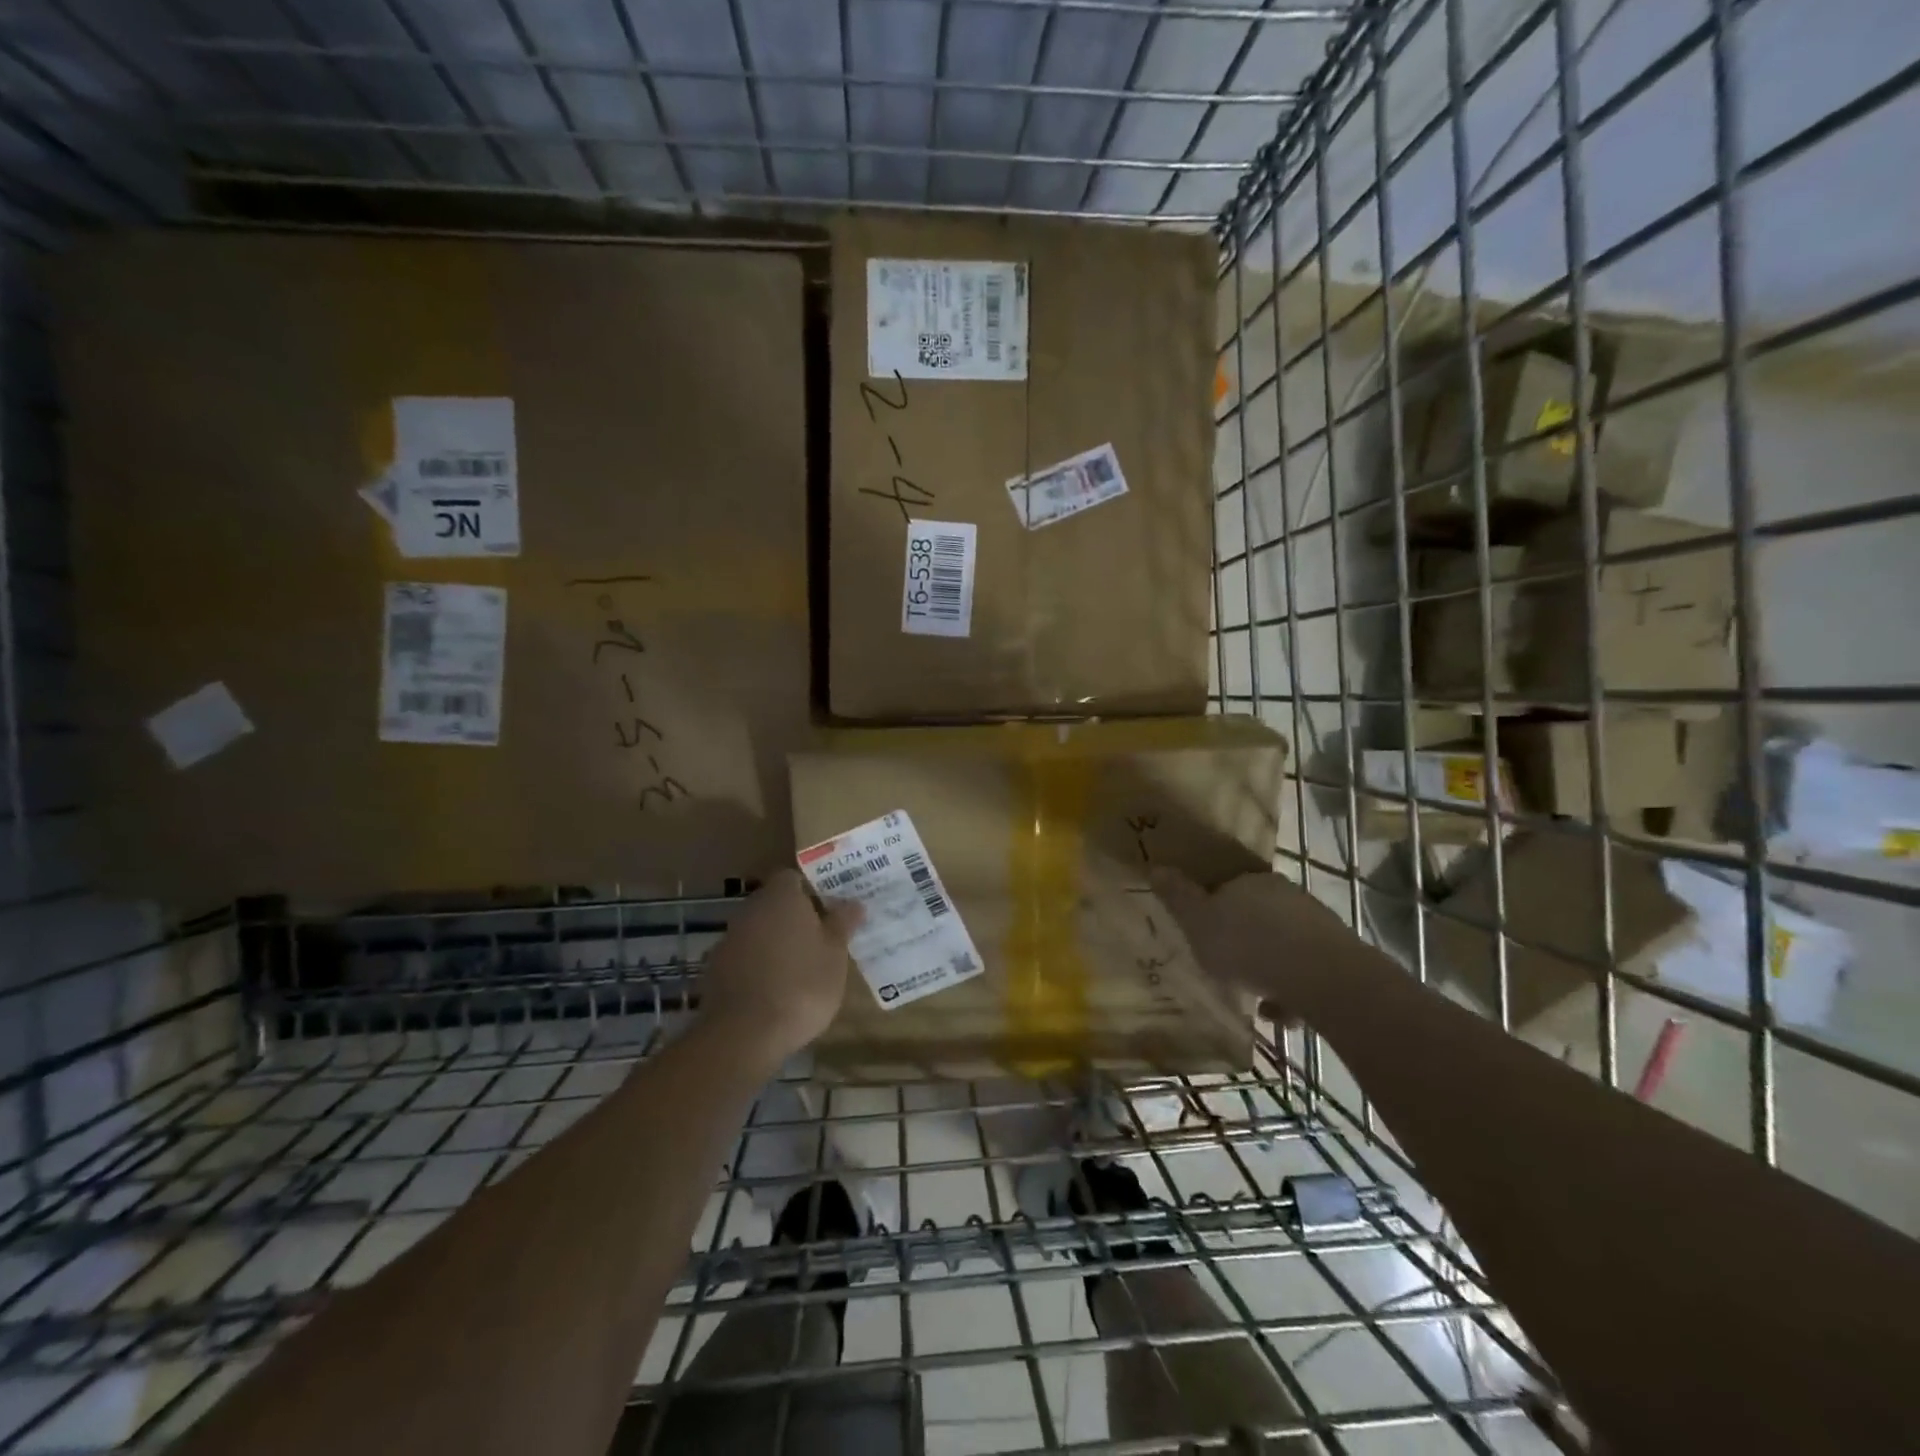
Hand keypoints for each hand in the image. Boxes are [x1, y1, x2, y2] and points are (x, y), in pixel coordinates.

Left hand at [697, 870, 862, 1071]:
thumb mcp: (835, 955)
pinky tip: (774, 990)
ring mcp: (729, 940)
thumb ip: (842, 924)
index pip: (794, 878)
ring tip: (800, 968)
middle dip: (795, 918)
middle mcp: (750, 910)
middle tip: (821, 939)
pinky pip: (744, 958)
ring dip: (775, 943)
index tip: (829, 910)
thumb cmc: (801, 985)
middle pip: (774, 904)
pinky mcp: (715, 970)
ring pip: (758, 931)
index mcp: (781, 897)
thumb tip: (853, 903)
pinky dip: (758, 966)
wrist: (743, 1034)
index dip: (812, 891)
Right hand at [1150, 867, 1349, 1022]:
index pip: (1228, 887)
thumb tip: (1156, 868)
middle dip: (1245, 942)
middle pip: (1258, 916)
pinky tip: (1281, 1015)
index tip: (1208, 935)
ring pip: (1283, 945)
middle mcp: (1285, 894)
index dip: (1216, 909)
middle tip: (1230, 969)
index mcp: (1249, 882)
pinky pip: (1305, 972)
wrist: (1322, 976)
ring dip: (1269, 970)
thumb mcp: (1198, 922)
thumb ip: (1178, 897)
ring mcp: (1315, 923)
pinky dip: (1291, 991)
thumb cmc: (1247, 944)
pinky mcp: (1339, 954)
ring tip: (1257, 1002)